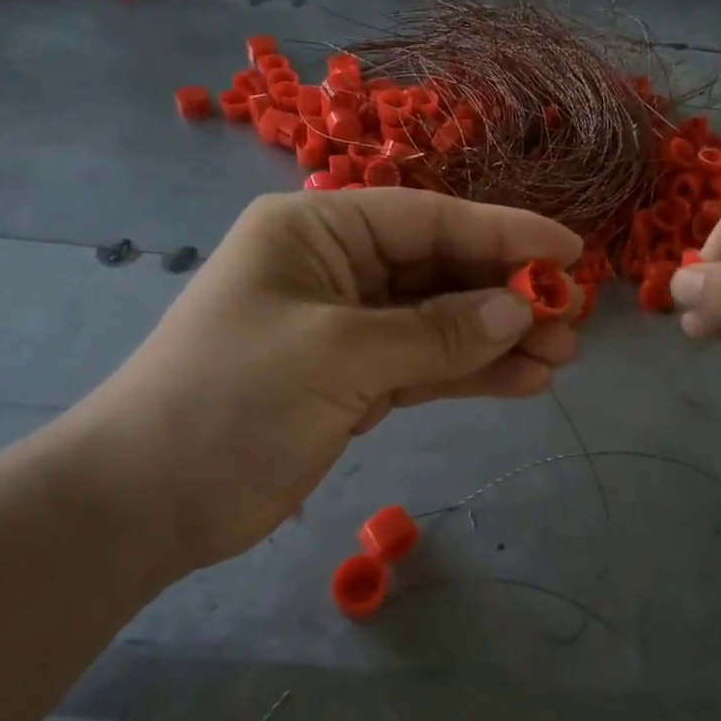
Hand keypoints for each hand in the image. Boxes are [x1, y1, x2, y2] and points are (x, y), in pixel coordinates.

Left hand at [44, 189, 581, 569]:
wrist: (148, 501)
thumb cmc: (232, 400)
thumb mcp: (339, 355)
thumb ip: (435, 331)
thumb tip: (519, 309)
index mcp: (317, 231)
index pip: (428, 219)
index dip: (503, 233)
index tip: (569, 253)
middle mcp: (335, 268)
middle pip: (439, 270)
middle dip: (506, 294)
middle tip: (572, 318)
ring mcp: (345, 328)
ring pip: (438, 322)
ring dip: (497, 339)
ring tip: (561, 357)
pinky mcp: (351, 381)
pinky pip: (423, 366)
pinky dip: (469, 373)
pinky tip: (522, 382)